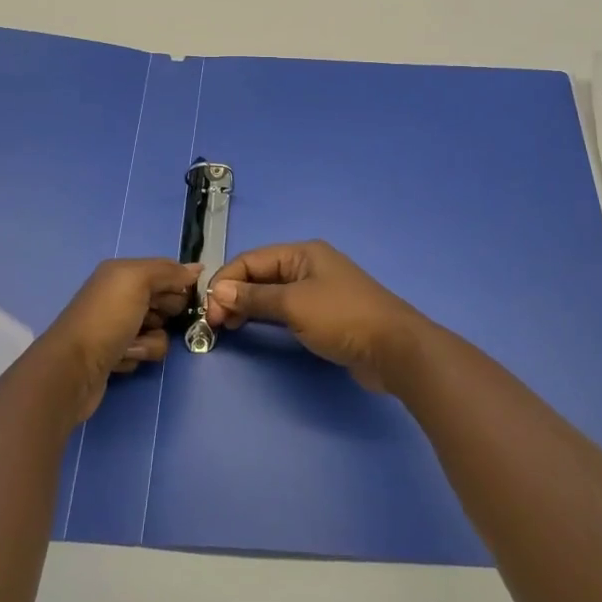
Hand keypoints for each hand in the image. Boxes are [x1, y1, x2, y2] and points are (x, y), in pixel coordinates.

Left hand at [42, 258, 198, 422]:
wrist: (73, 369)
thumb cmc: (107, 318)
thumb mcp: (138, 281)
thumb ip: (168, 271)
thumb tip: (197, 268)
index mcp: (122, 273)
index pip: (165, 271)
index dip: (181, 283)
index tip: (194, 297)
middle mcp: (119, 295)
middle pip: (164, 301)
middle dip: (166, 313)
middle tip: (154, 321)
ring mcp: (117, 326)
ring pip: (158, 331)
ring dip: (150, 341)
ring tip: (132, 346)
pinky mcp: (117, 354)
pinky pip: (144, 352)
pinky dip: (137, 355)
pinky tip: (121, 359)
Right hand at [205, 241, 435, 391]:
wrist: (394, 349)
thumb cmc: (342, 318)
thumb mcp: (293, 305)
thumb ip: (254, 297)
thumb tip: (218, 291)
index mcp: (302, 253)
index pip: (251, 260)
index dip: (225, 281)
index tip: (207, 309)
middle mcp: (309, 265)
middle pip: (260, 274)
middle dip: (233, 294)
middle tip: (215, 323)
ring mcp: (318, 290)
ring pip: (271, 293)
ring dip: (247, 306)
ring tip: (228, 328)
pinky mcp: (325, 315)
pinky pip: (286, 309)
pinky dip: (266, 317)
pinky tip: (254, 329)